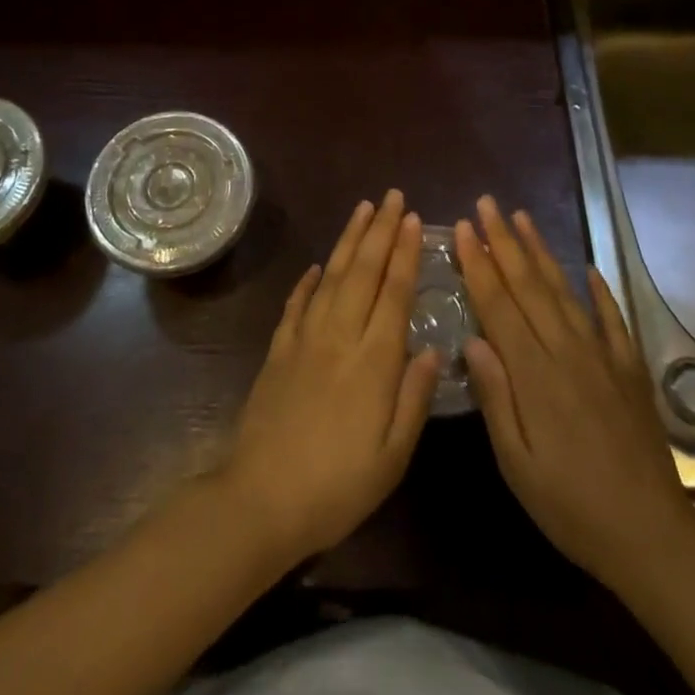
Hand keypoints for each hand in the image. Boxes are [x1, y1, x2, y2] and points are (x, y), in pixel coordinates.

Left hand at [218, 191, 441, 568]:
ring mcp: (304, 339)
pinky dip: (307, 281)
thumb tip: (434, 348)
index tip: (413, 219)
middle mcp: (340, 336)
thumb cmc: (338, 486)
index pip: (394, 293)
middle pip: (363, 272)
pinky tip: (316, 265)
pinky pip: (296, 304)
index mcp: (374, 361)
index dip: (404, 253)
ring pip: (330, 276)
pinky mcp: (278, 350)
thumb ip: (414, 397)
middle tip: (392, 196)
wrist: (261, 499)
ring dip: (348, 240)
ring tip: (362, 209)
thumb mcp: (393, 456)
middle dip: (380, 230)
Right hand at [456, 196, 694, 590]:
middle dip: (504, 241)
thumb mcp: (517, 464)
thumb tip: (472, 340)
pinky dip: (599, 291)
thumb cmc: (571, 506)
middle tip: (486, 203)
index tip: (463, 227)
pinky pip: (612, 319)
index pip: (499, 305)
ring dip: (541, 252)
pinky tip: (588, 268)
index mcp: (535, 374)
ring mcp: (603, 356)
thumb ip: (495, 397)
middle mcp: (568, 352)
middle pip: (529, 285)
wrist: (652, 536)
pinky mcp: (629, 369)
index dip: (479, 263)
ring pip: (565, 291)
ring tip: (522, 217)